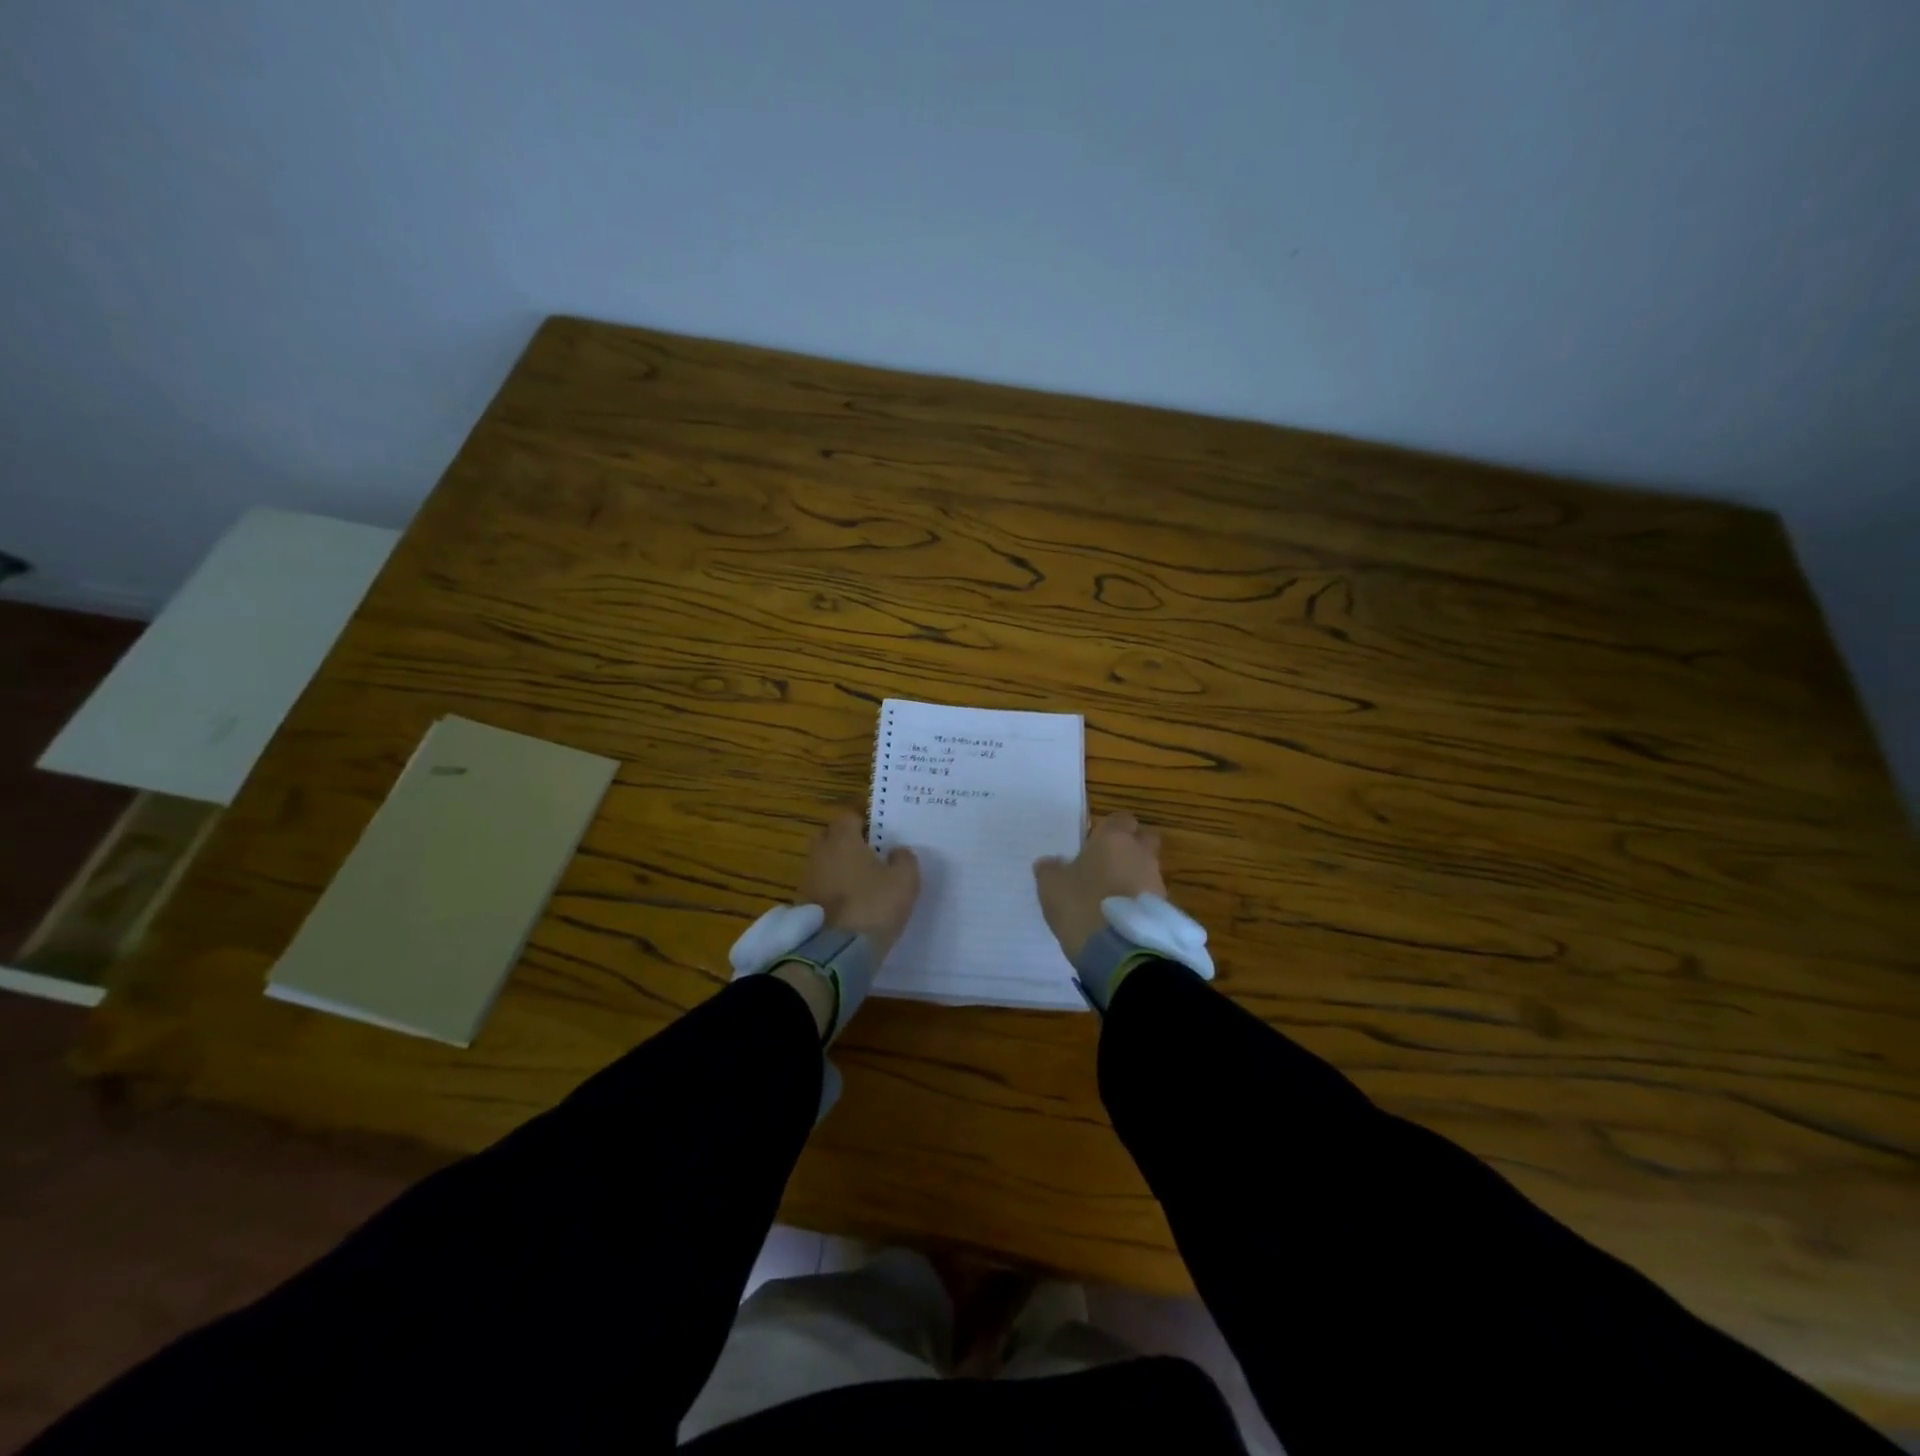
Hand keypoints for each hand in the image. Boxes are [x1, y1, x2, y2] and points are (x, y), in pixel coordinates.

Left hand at [796, 811, 920, 964]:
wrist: (836, 953)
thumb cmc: (874, 907)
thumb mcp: (904, 881)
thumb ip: (904, 859)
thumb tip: (897, 851)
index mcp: (842, 840)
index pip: (848, 817)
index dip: (863, 823)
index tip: (878, 835)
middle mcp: (820, 854)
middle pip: (830, 837)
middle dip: (845, 842)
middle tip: (868, 855)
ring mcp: (807, 880)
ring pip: (823, 863)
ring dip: (837, 868)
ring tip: (859, 883)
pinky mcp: (802, 905)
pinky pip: (819, 887)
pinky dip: (831, 891)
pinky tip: (848, 904)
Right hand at [1033, 812, 1165, 963]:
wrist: (1118, 950)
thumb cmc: (1081, 904)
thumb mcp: (1051, 886)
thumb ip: (1050, 869)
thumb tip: (1049, 863)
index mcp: (1114, 839)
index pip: (1120, 819)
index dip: (1108, 829)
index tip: (1093, 844)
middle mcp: (1140, 853)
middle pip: (1143, 839)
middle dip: (1129, 848)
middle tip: (1106, 865)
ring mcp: (1156, 881)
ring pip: (1147, 869)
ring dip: (1133, 877)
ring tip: (1111, 897)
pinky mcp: (1164, 909)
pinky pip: (1149, 896)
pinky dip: (1138, 901)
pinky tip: (1120, 916)